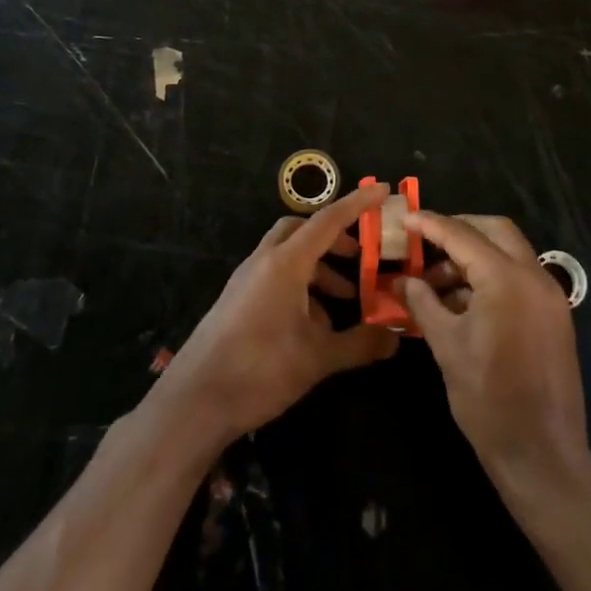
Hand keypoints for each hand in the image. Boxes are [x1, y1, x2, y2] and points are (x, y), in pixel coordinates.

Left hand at [155, 183, 399, 448]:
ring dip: (317, 268)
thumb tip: (394, 339)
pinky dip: (299, 286)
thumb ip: (359, 344)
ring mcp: (246, 280)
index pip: (328, 220)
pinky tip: (313, 327)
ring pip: (288, 255)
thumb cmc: (261, 369)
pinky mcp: (237, 300)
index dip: (357, 204)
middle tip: (358, 256)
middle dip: (333, 237)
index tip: (382, 190)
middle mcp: (265, 261)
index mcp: (286, 262)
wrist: (195, 400)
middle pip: (302, 229)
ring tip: (344, 301)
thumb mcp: (318, 358)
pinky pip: (274, 277)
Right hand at [400, 212, 589, 489]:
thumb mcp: (446, 346)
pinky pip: (519, 278)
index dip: (431, 224)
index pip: (462, 236)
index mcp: (507, 279)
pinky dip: (491, 277)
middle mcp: (534, 277)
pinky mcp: (554, 316)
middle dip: (459, 229)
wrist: (543, 456)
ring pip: (509, 253)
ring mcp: (550, 297)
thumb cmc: (488, 400)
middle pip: (495, 231)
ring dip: (474, 256)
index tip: (405, 217)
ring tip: (435, 281)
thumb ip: (423, 303)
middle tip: (425, 240)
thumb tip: (400, 280)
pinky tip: (462, 301)